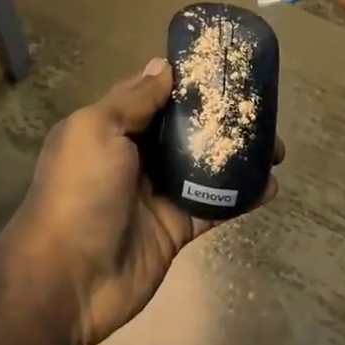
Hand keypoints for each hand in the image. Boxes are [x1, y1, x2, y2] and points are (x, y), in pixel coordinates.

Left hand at [5, 60, 280, 344]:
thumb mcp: (97, 130)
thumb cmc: (79, 191)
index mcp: (110, 126)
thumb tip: (163, 65)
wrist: (67, 279)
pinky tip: (272, 185)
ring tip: (277, 146)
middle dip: (219, 117)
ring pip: (203, 165)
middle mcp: (134, 155)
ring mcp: (157, 193)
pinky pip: (213, 205)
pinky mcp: (176, 228)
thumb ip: (132, 99)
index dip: (184, 80)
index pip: (153, 94)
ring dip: (237, 155)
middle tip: (261, 107)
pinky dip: (241, 196)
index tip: (222, 65)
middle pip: (183, 128)